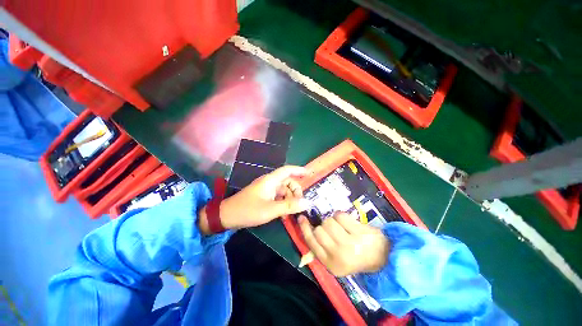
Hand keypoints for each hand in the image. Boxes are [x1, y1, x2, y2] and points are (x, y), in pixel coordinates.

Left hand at [199, 165, 308, 233]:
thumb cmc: (248, 210)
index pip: (287, 170)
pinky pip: (277, 197)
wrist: (227, 216)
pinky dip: (283, 203)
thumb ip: (289, 206)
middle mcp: (269, 182)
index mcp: (270, 180)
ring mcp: (266, 189)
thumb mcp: (270, 210)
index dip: (299, 170)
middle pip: (287, 182)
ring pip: (283, 190)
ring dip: (289, 199)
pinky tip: (283, 214)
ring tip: (290, 212)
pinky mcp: (263, 196)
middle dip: (295, 191)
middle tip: (299, 204)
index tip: (309, 174)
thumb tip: (307, 203)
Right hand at [298, 212, 389, 276]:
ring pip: (328, 221)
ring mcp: (350, 245)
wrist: (384, 257)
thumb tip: (303, 250)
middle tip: (334, 229)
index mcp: (331, 264)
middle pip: (319, 229)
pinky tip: (349, 223)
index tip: (301, 218)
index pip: (311, 242)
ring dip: (334, 220)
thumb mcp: (337, 260)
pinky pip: (340, 216)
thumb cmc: (357, 257)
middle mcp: (338, 255)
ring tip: (343, 227)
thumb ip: (321, 252)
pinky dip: (342, 216)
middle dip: (324, 226)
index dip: (304, 229)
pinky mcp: (359, 233)